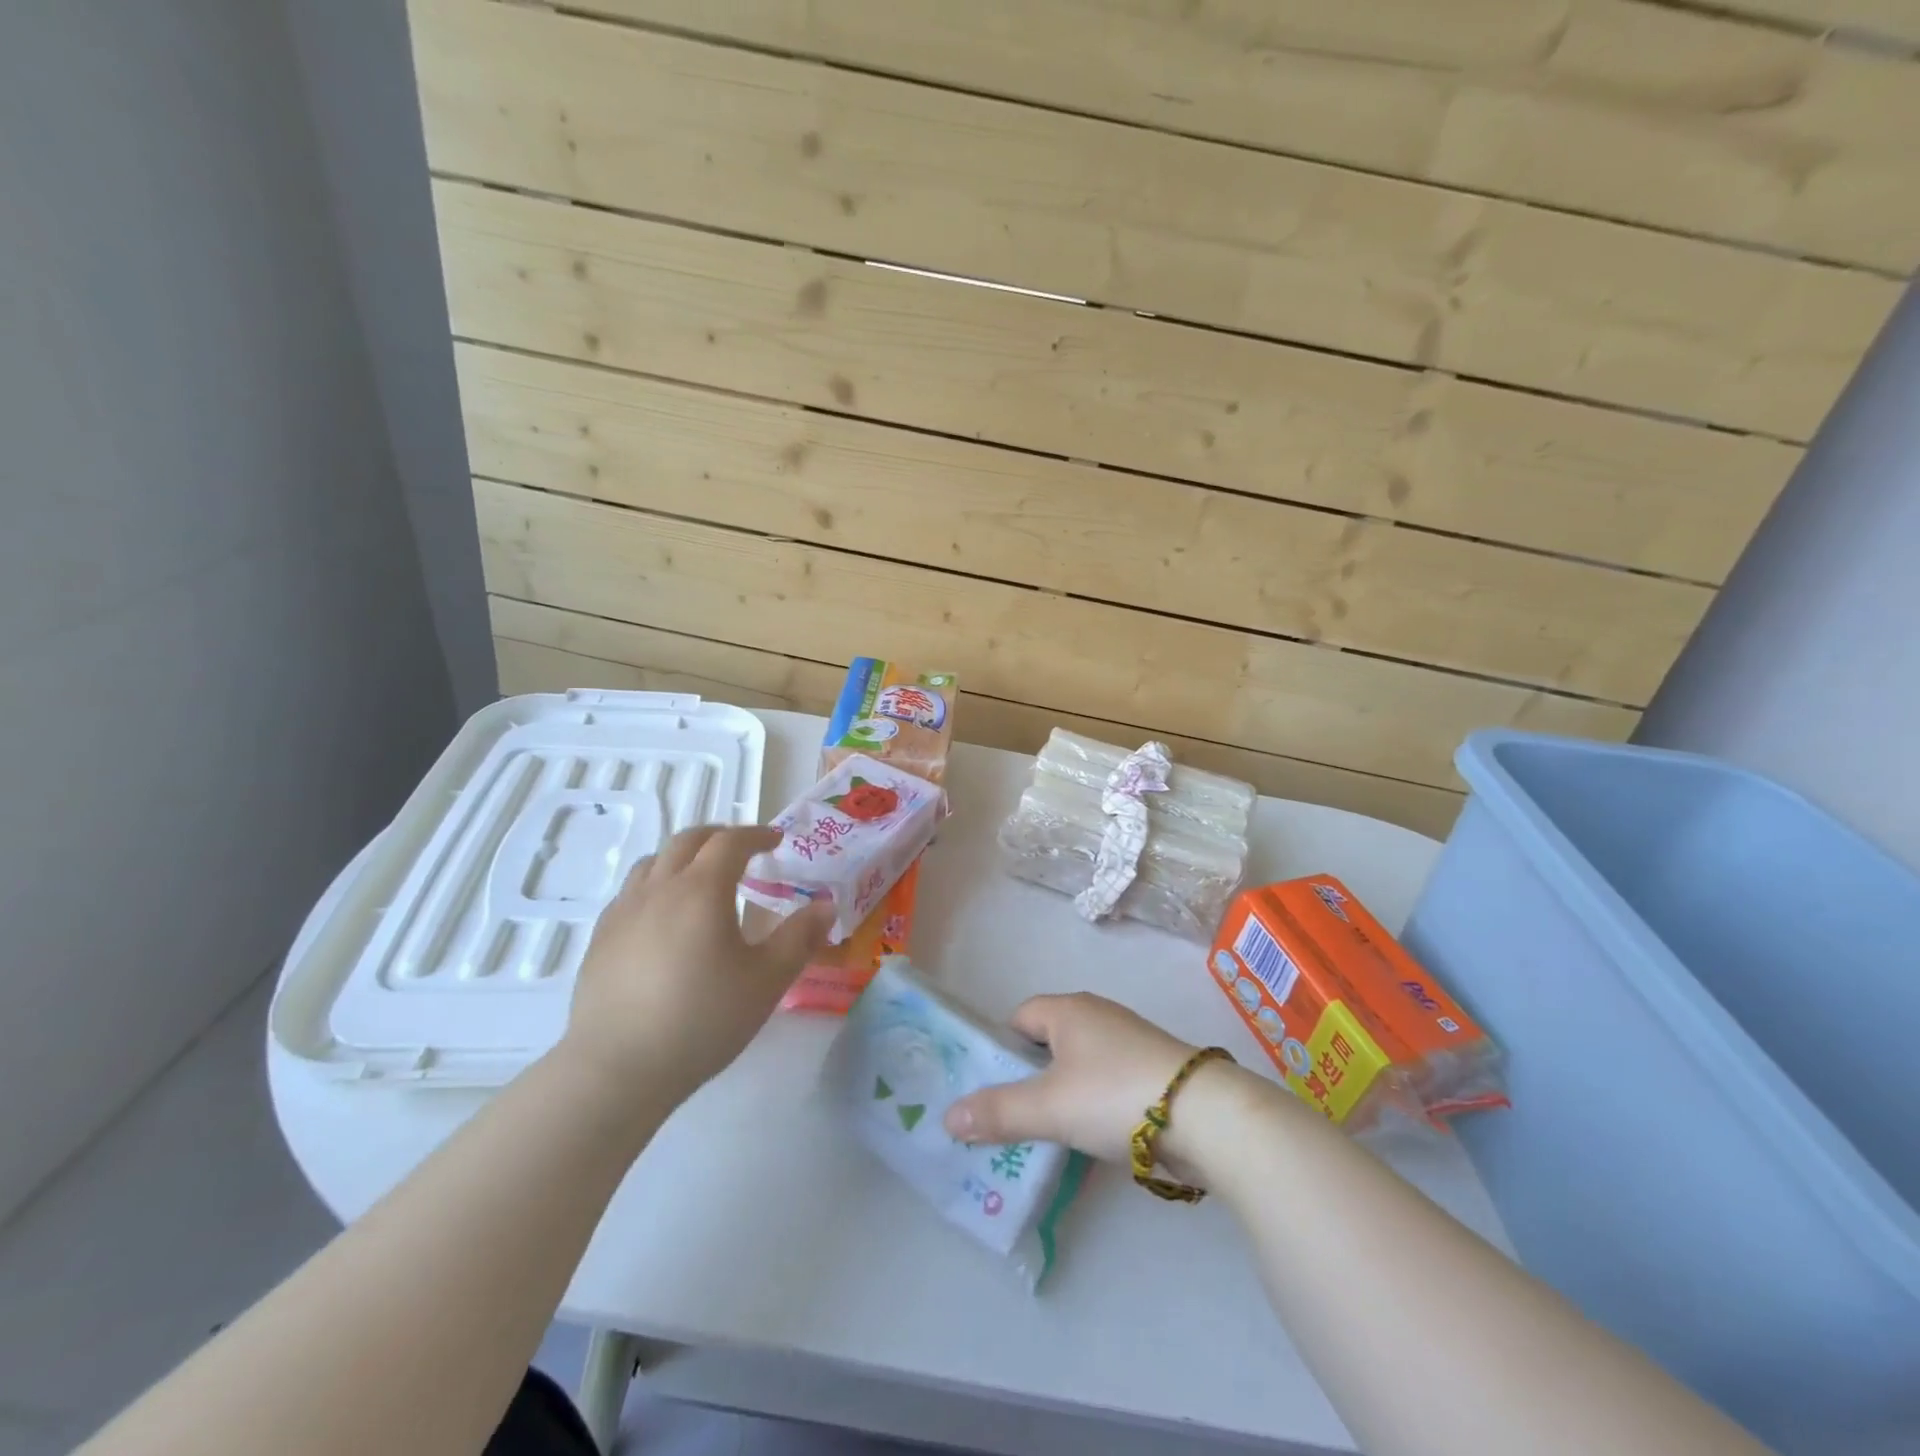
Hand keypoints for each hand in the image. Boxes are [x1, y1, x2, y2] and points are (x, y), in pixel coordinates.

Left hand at [561, 826, 833, 1103]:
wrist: (617, 1069)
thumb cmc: (702, 1020)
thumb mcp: (767, 981)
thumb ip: (800, 938)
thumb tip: (826, 905)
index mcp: (701, 890)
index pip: (730, 842)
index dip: (756, 835)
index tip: (776, 840)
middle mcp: (659, 888)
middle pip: (688, 841)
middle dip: (720, 837)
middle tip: (743, 850)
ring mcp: (623, 911)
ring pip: (654, 862)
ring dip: (684, 857)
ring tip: (703, 878)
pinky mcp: (600, 938)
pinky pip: (632, 892)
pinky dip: (657, 884)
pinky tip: (665, 918)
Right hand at [942, 993, 1202, 1161]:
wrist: (1205, 1116)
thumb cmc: (1114, 1096)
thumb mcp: (1048, 1108)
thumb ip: (998, 1112)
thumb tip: (948, 1118)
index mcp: (1069, 1010)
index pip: (1020, 1017)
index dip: (1001, 1049)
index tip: (992, 1088)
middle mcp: (1098, 1016)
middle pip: (1049, 1042)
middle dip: (1030, 1078)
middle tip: (1012, 1118)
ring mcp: (1130, 1042)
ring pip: (1080, 1067)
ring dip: (1063, 1096)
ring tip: (1048, 1136)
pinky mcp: (1154, 1071)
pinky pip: (1108, 1084)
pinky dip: (1094, 1107)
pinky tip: (1093, 1140)